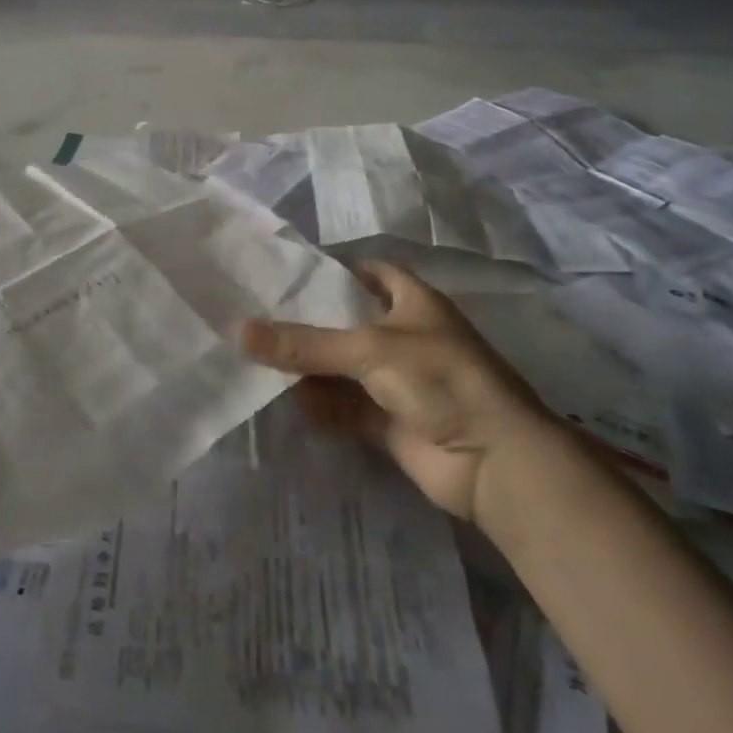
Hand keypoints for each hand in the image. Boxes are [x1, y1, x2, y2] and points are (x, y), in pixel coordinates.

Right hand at [241, 262, 554, 521]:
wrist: (493, 461)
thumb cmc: (439, 378)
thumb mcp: (368, 348)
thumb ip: (304, 343)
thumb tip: (239, 331)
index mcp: (413, 302)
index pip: (370, 273)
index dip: (334, 271)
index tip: (287, 274)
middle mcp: (404, 337)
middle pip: (347, 323)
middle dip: (308, 324)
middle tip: (255, 316)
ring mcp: (398, 382)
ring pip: (342, 368)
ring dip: (308, 368)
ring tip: (254, 358)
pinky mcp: (389, 422)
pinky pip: (344, 407)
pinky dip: (318, 406)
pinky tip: (282, 401)